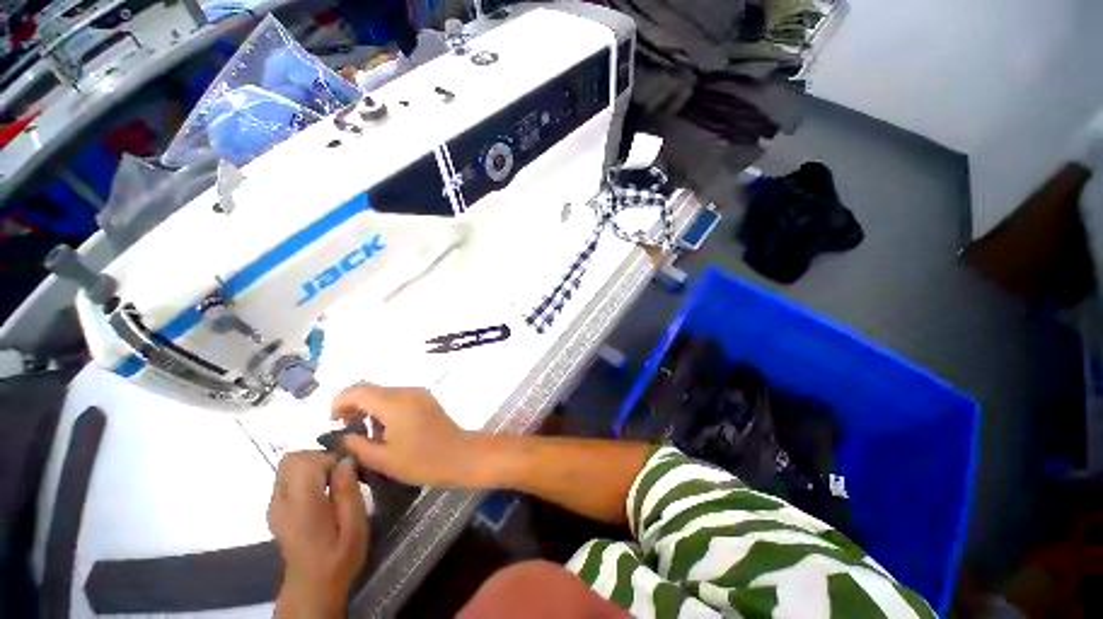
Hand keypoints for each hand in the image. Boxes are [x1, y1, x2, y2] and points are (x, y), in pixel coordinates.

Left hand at [268, 452, 367, 618]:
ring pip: (289, 465)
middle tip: (341, 474)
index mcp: (300, 506)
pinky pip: (289, 477)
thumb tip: (346, 460)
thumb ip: (348, 490)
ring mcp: (274, 505)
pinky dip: (307, 475)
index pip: (303, 462)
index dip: (329, 458)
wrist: (313, 586)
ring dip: (314, 465)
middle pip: (291, 459)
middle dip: (320, 458)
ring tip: (334, 483)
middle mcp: (280, 502)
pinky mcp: (276, 508)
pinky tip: (322, 492)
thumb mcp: (355, 525)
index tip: (348, 470)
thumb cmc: (340, 557)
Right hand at [331, 384, 482, 487]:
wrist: (461, 455)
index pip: (358, 391)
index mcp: (395, 403)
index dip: (339, 403)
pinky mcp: (427, 400)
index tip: (332, 423)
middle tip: (346, 430)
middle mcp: (407, 391)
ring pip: (385, 393)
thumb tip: (342, 436)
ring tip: (365, 433)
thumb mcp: (383, 459)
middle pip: (372, 389)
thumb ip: (357, 445)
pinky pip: (399, 397)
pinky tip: (386, 430)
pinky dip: (385, 408)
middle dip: (354, 405)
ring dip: (370, 407)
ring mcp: (420, 394)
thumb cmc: (423, 461)